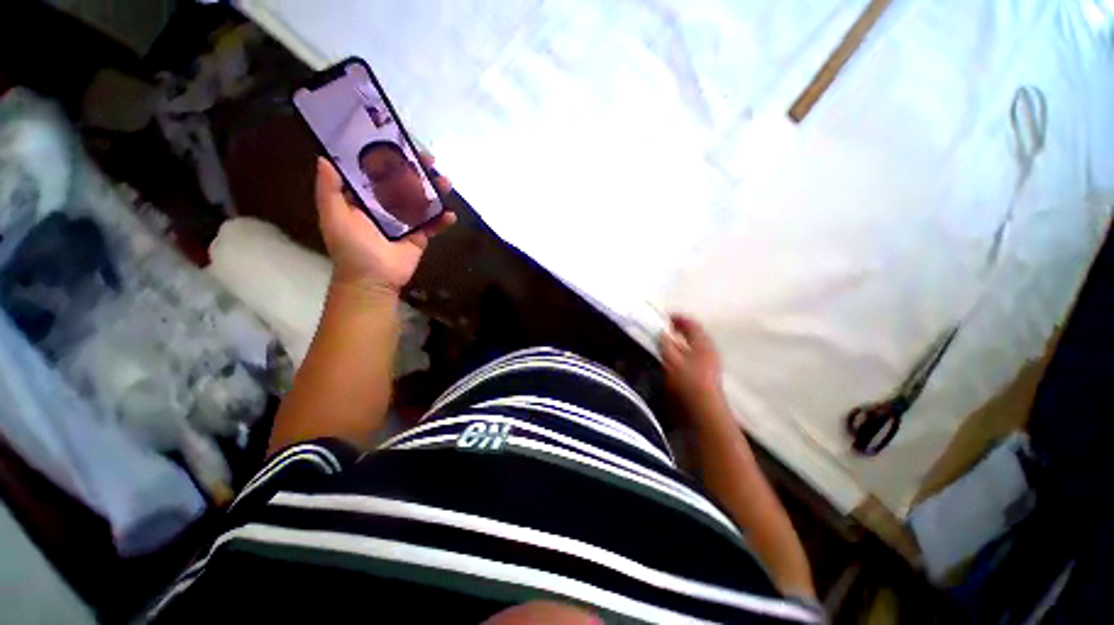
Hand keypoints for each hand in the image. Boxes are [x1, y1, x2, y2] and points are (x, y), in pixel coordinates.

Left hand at [315, 154, 455, 294]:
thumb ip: (329, 189)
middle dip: (417, 171)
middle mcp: (385, 207)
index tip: (401, 144)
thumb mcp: (333, 216)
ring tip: (446, 182)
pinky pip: (433, 225)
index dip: (388, 158)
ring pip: (421, 201)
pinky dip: (443, 220)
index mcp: (364, 199)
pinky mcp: (419, 237)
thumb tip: (325, 159)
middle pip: (403, 184)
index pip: (377, 173)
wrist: (372, 280)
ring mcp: (405, 222)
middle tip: (430, 160)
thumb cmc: (351, 248)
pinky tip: (451, 215)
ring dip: (435, 191)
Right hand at [660, 315, 728, 419]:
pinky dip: (685, 353)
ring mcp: (711, 363)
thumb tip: (662, 333)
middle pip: (695, 334)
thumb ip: (666, 344)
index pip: (691, 324)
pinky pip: (695, 357)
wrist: (704, 411)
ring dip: (682, 342)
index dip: (678, 319)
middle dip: (680, 330)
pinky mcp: (708, 375)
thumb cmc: (688, 382)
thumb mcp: (672, 360)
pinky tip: (675, 361)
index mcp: (703, 343)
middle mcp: (709, 351)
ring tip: (667, 344)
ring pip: (695, 346)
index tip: (664, 317)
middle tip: (665, 329)